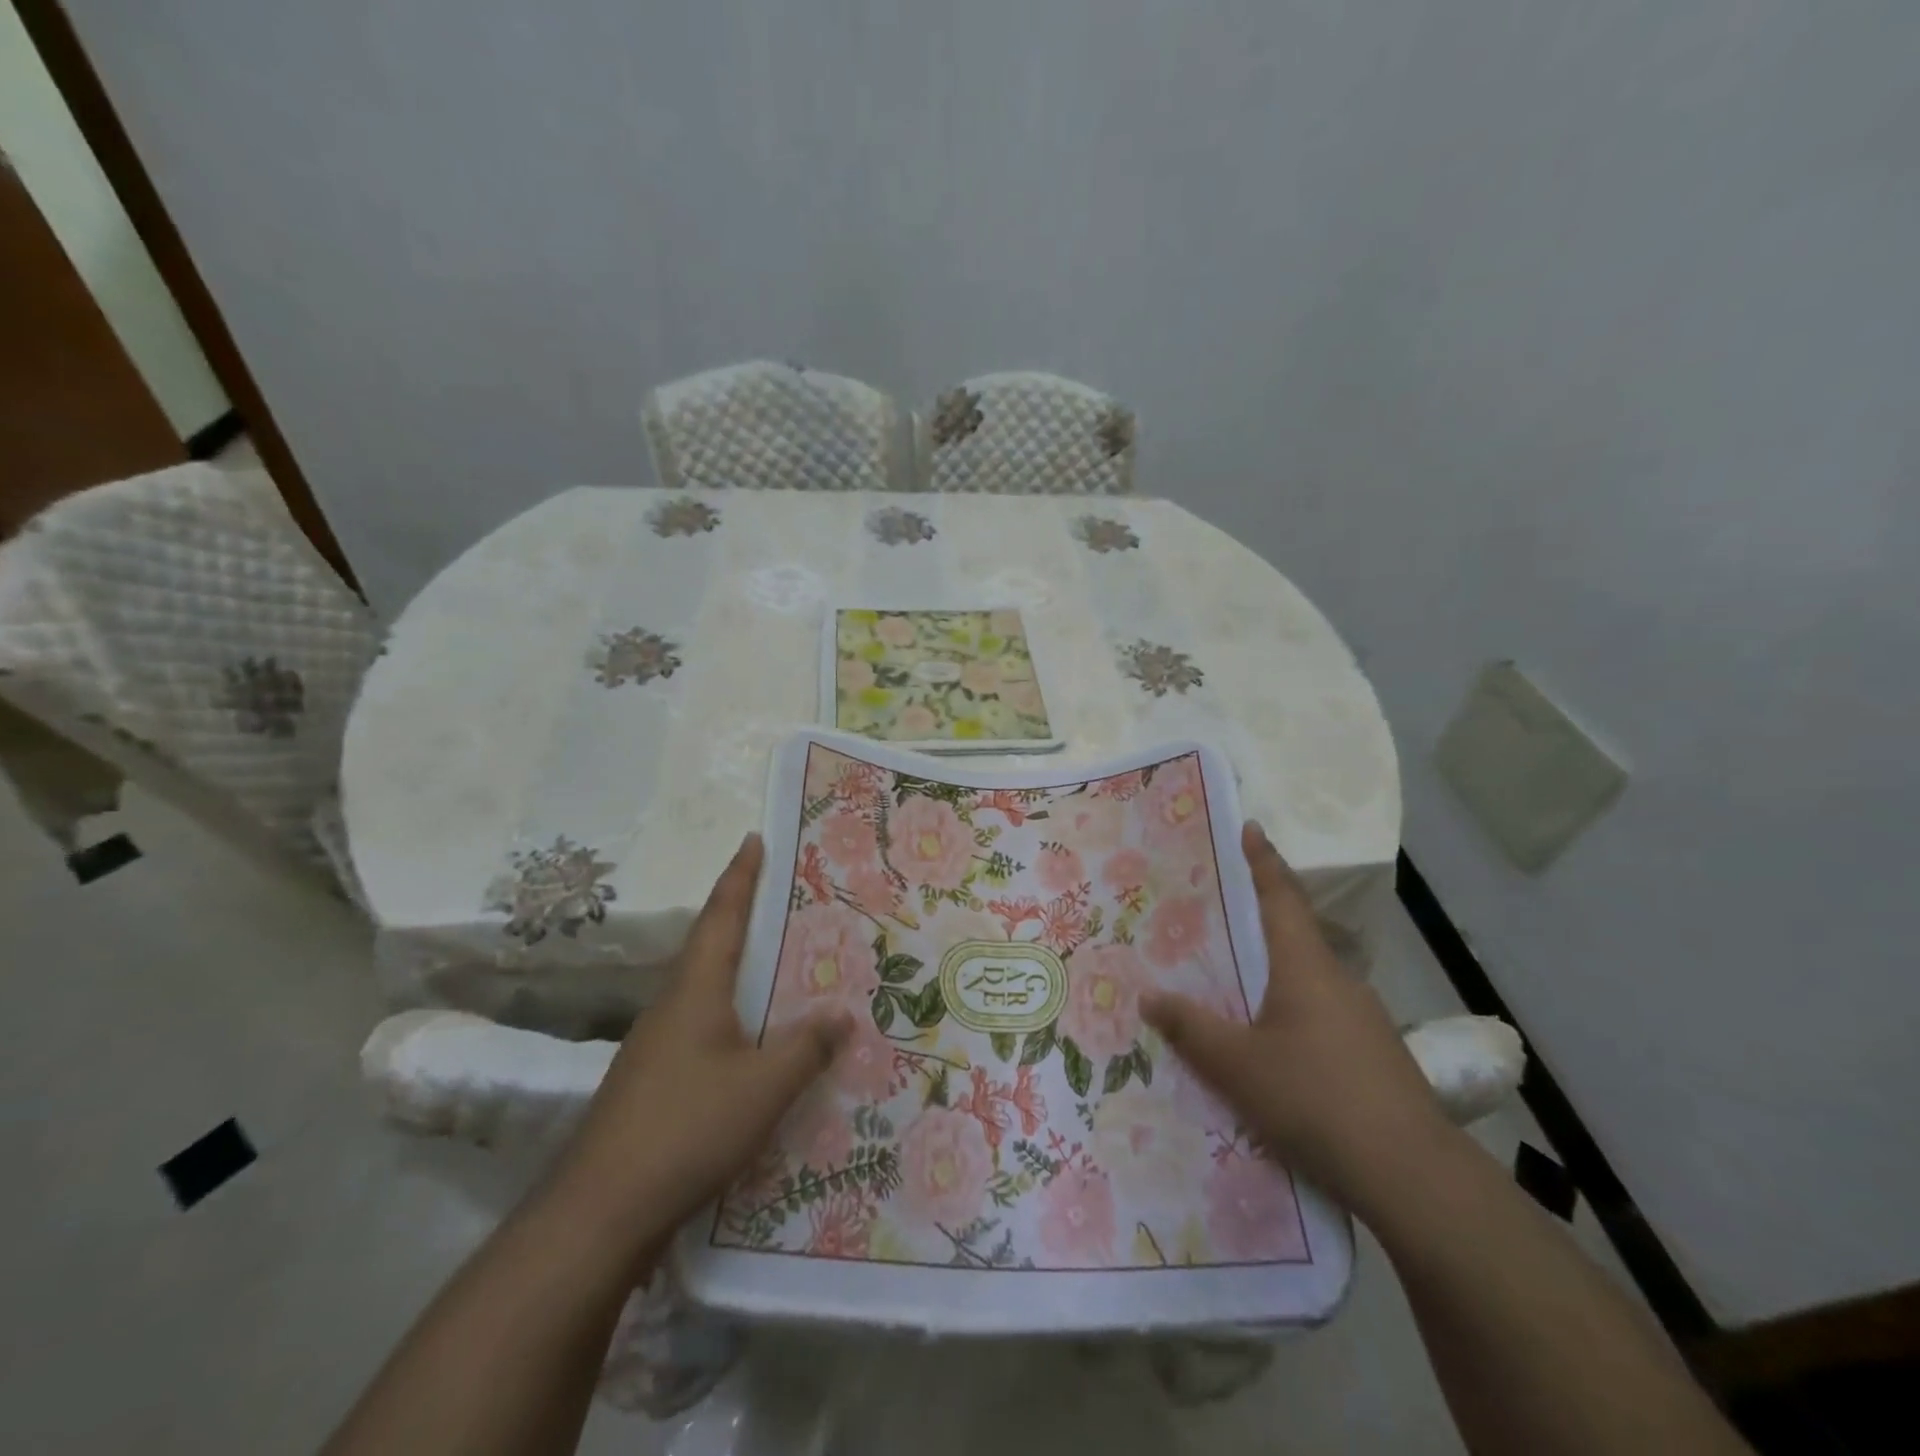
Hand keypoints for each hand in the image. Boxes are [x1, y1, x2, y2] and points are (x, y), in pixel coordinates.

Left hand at [553, 834, 850, 1254]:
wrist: (598, 1212)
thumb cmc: (686, 1128)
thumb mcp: (764, 1087)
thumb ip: (807, 1047)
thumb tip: (844, 1013)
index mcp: (695, 989)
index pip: (721, 915)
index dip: (740, 876)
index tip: (753, 839)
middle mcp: (672, 1004)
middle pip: (711, 944)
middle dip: (743, 915)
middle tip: (783, 896)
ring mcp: (657, 1044)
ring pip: (706, 987)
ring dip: (739, 966)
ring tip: (780, 960)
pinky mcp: (653, 1079)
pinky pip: (702, 1025)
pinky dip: (732, 1012)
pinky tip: (755, 1037)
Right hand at [1142, 821, 1450, 1218]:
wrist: (1413, 1177)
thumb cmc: (1315, 1099)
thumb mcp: (1237, 1065)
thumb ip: (1190, 1028)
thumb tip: (1148, 995)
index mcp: (1306, 967)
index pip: (1282, 897)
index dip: (1263, 861)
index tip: (1251, 827)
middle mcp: (1338, 981)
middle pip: (1295, 935)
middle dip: (1260, 919)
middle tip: (1217, 913)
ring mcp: (1363, 1020)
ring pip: (1308, 980)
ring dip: (1274, 972)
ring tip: (1233, 982)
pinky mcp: (1374, 1056)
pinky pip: (1321, 1015)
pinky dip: (1291, 1012)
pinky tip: (1272, 1046)